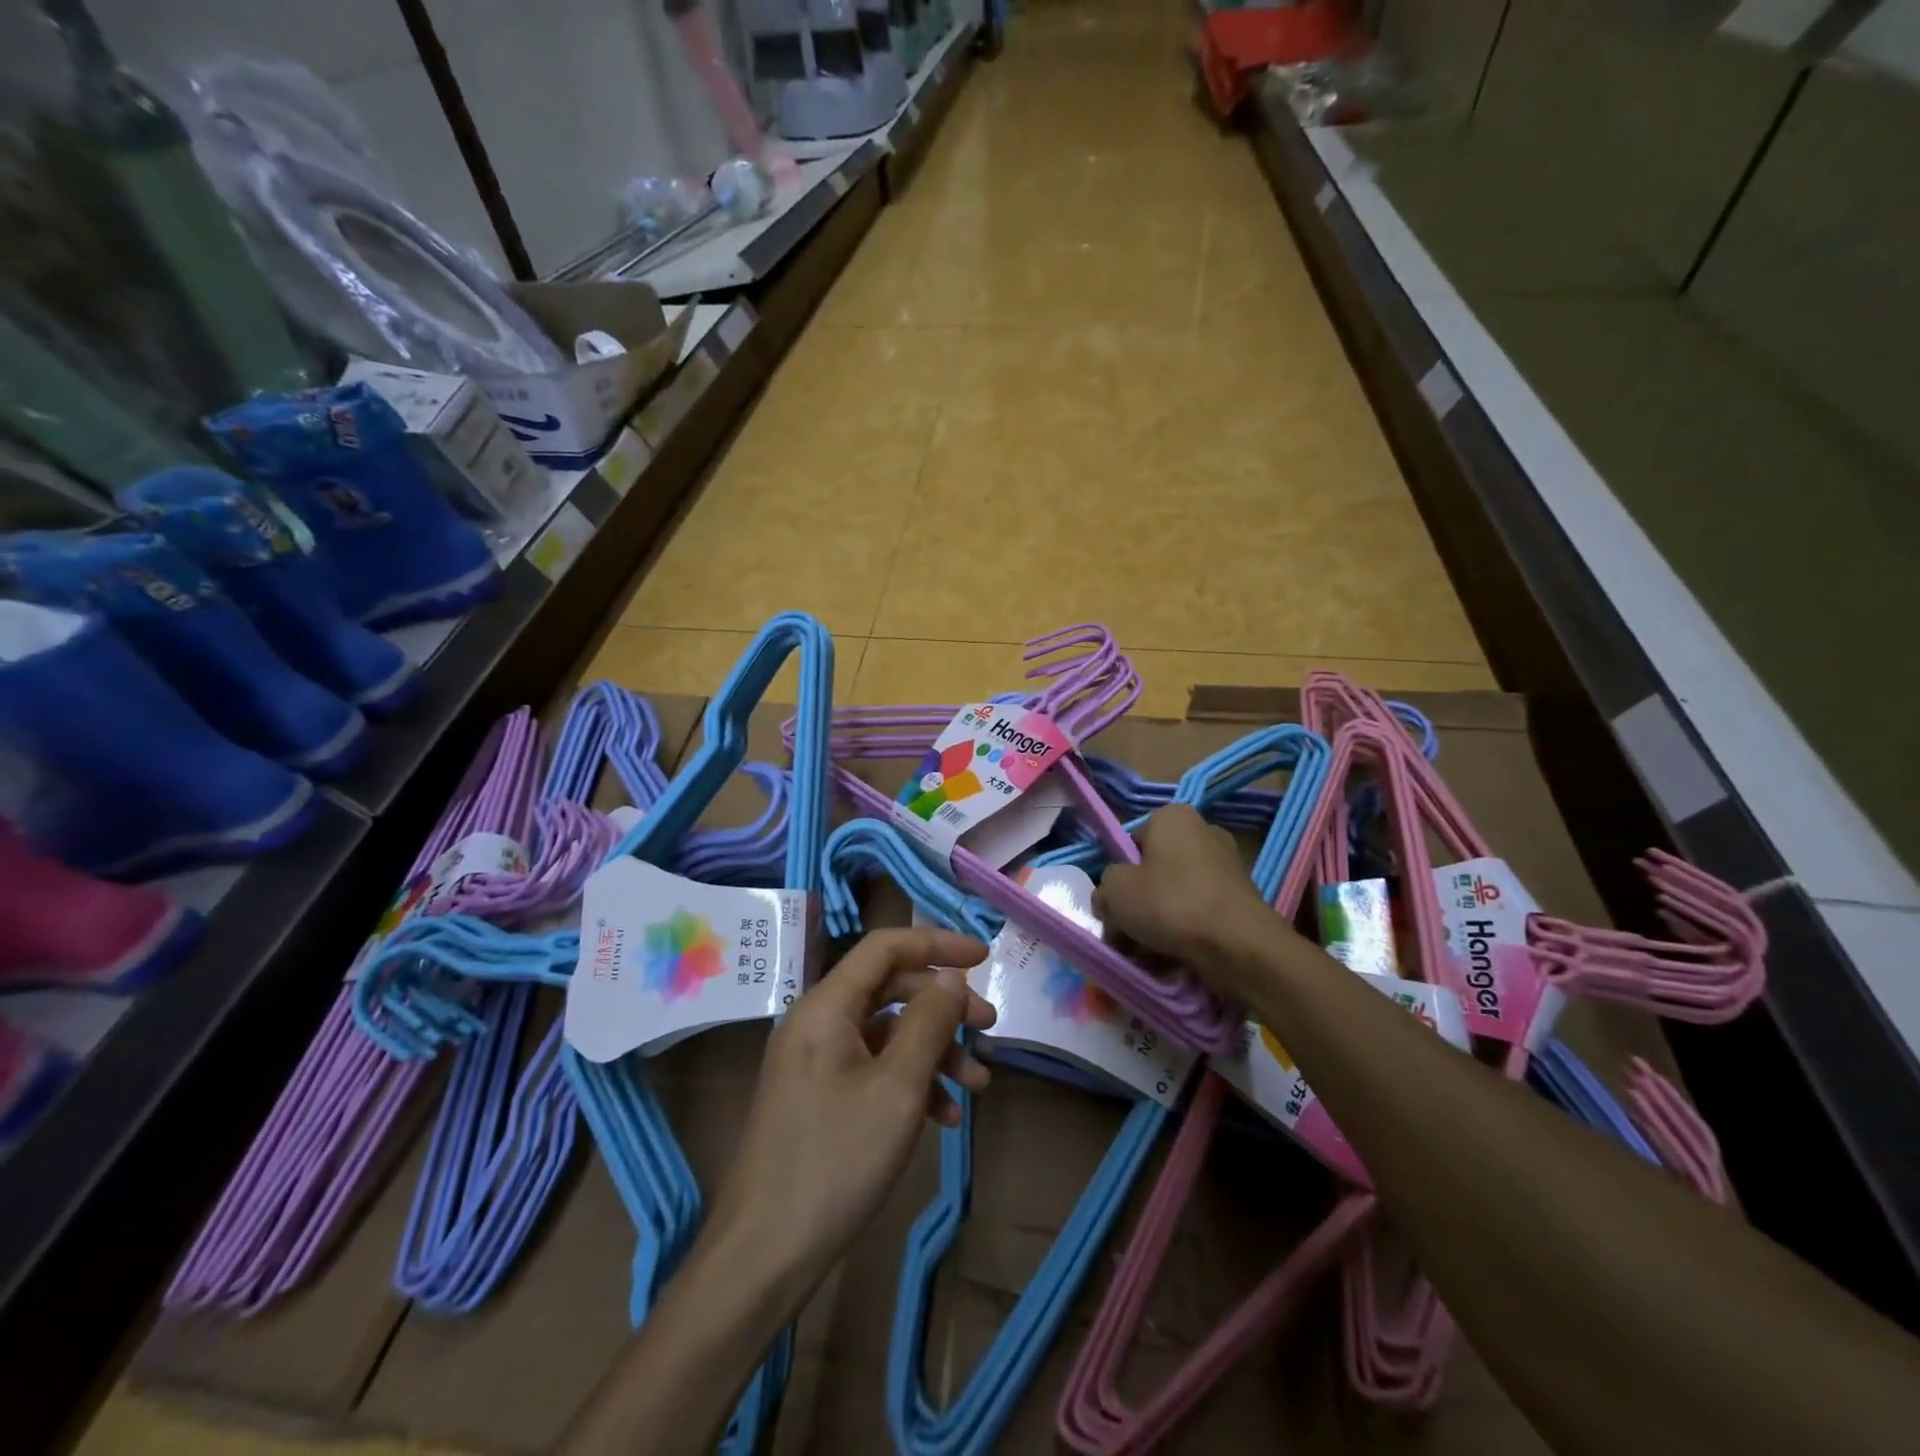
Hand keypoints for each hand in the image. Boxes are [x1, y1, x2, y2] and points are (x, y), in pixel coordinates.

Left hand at [706, 928, 995, 1300]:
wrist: (764, 1255)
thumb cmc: (836, 1160)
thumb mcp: (897, 1087)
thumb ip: (929, 1022)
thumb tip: (951, 977)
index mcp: (826, 1006)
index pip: (885, 947)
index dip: (937, 944)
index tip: (983, 959)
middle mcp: (817, 1022)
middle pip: (890, 988)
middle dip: (943, 1006)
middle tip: (989, 1027)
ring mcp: (815, 1061)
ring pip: (886, 1033)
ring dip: (934, 1050)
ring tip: (978, 1084)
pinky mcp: (818, 1096)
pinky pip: (873, 1069)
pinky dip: (911, 1082)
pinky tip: (944, 1118)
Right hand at [1095, 804, 1286, 991]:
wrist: (1238, 946)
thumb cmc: (1170, 904)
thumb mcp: (1115, 890)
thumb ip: (1105, 887)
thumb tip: (1110, 899)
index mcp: (1173, 816)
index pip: (1131, 843)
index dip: (1118, 875)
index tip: (1114, 905)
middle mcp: (1204, 831)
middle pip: (1154, 870)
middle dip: (1138, 902)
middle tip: (1126, 933)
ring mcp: (1227, 865)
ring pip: (1176, 894)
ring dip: (1159, 921)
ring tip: (1147, 952)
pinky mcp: (1242, 898)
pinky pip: (1200, 911)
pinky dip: (1186, 930)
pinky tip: (1174, 957)